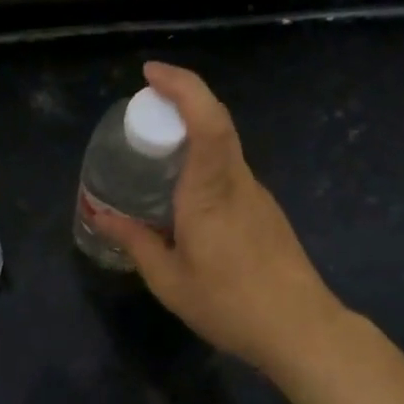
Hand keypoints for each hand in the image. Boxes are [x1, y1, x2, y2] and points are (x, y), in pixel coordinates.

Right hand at [92, 62, 343, 371]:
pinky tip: (183, 196)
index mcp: (211, 191)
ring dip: (191, 134)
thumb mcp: (170, 280)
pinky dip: (203, 163)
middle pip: (216, 123)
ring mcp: (257, 194)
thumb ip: (136, 243)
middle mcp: (237, 182)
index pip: (207, 121)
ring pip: (224, 147)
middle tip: (143, 112)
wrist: (301, 329)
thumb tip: (103, 218)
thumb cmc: (230, 304)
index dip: (183, 86)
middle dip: (180, 101)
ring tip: (155, 154)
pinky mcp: (265, 211)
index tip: (151, 74)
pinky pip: (229, 171)